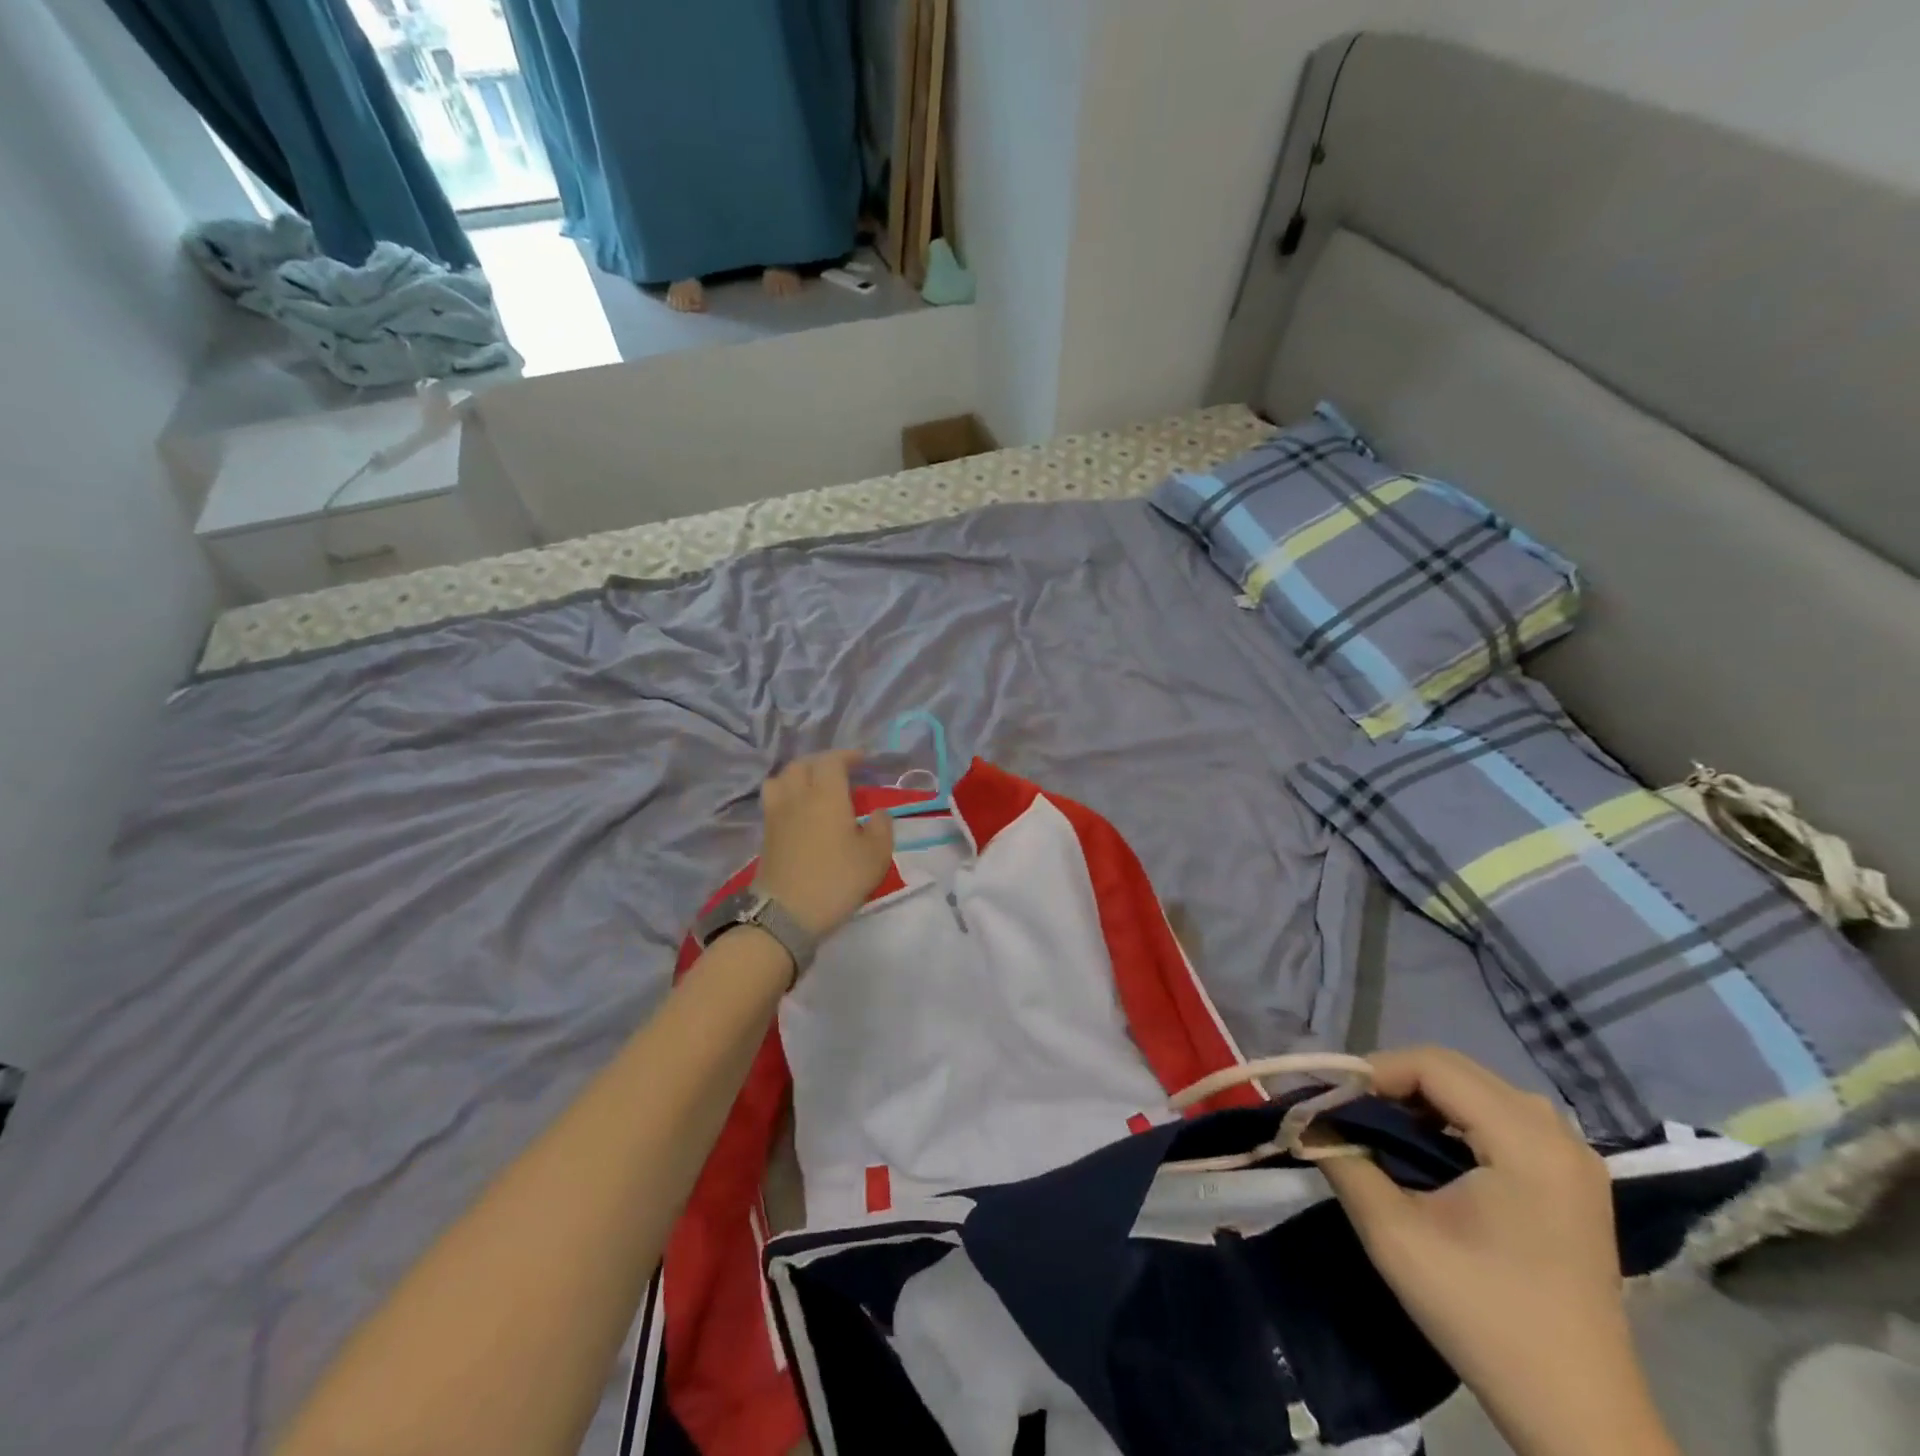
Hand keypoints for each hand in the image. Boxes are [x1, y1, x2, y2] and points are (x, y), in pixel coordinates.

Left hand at [754, 751, 895, 939]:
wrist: (785, 914)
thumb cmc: (836, 880)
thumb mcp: (875, 857)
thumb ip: (882, 828)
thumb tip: (879, 813)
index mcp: (826, 794)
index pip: (832, 760)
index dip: (848, 756)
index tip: (863, 761)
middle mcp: (797, 796)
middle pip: (803, 764)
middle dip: (822, 762)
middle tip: (840, 772)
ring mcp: (776, 814)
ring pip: (782, 778)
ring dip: (798, 775)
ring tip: (814, 787)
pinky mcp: (765, 834)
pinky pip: (774, 799)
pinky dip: (787, 795)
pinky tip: (800, 811)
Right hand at [1320, 1048, 1679, 1455]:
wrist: (1578, 1417)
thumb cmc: (1484, 1318)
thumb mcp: (1395, 1236)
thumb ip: (1343, 1161)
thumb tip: (1308, 1118)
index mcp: (1528, 1142)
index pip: (1434, 1066)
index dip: (1374, 1070)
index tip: (1332, 1099)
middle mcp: (1560, 1135)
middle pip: (1458, 1071)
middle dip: (1394, 1081)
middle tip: (1348, 1110)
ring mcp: (1574, 1159)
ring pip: (1479, 1090)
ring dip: (1424, 1098)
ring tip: (1381, 1126)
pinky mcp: (1572, 1181)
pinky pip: (1502, 1118)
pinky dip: (1454, 1119)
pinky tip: (1428, 1150)